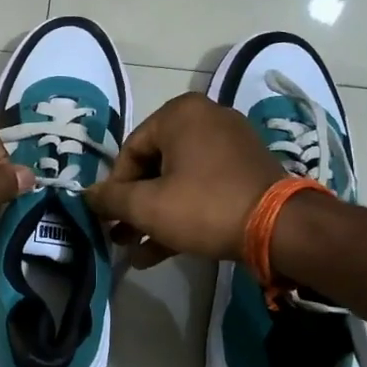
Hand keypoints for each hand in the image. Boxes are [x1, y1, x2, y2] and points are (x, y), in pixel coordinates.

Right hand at [84, 93, 282, 265]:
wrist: (280, 228)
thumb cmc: (204, 206)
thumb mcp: (147, 206)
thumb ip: (110, 199)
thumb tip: (86, 196)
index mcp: (180, 114)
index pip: (130, 150)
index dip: (114, 188)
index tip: (109, 218)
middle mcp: (206, 119)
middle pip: (154, 166)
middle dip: (134, 206)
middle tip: (119, 235)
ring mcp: (230, 145)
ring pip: (178, 181)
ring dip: (154, 216)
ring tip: (134, 250)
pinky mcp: (246, 171)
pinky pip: (202, 187)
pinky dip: (181, 213)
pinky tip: (159, 251)